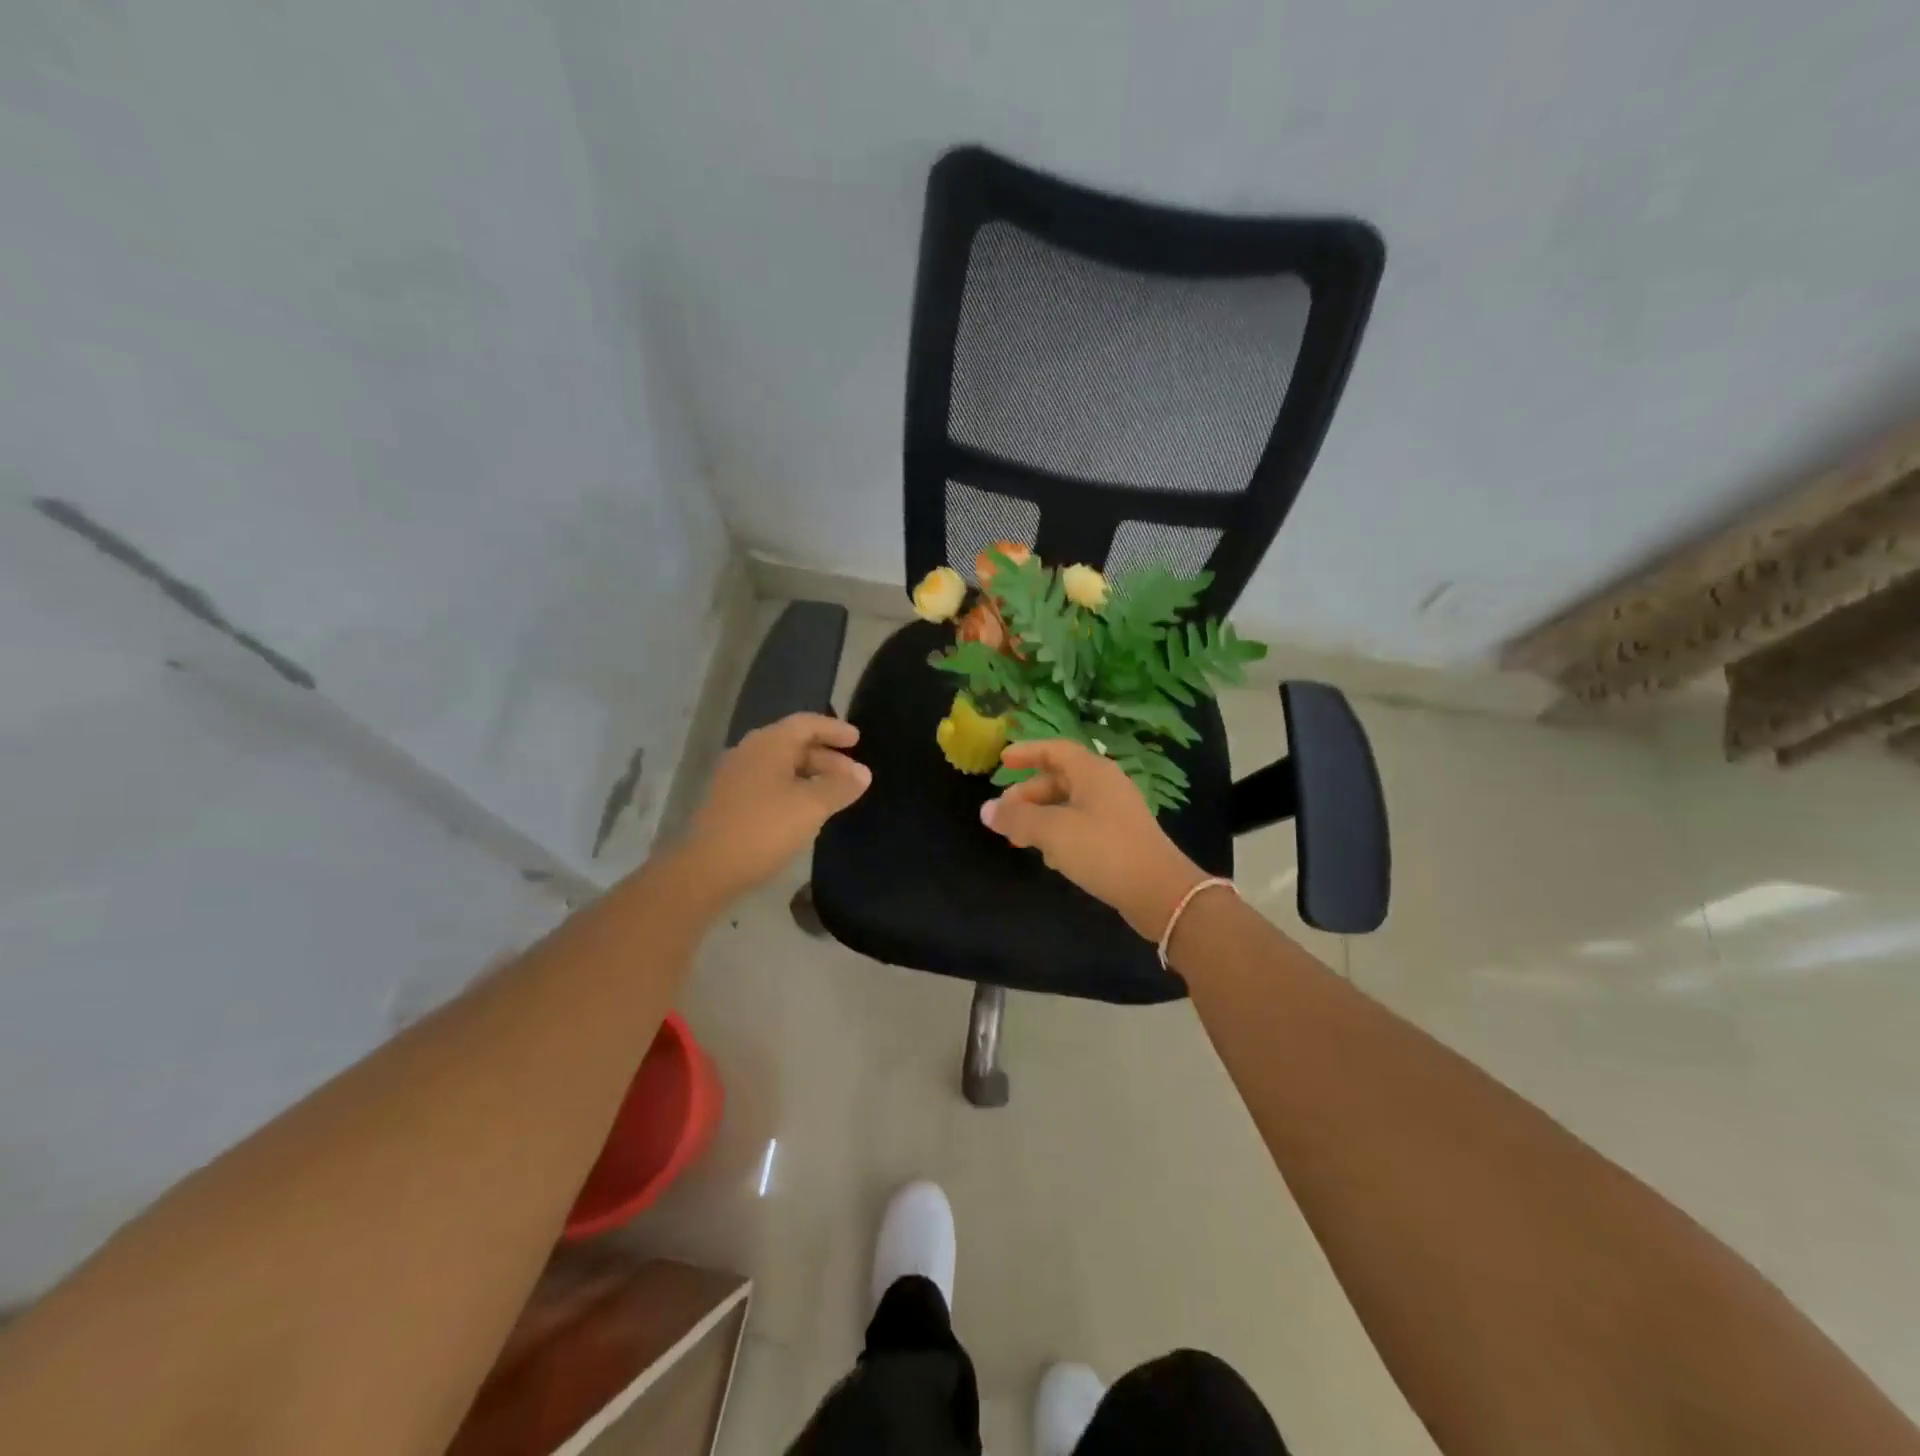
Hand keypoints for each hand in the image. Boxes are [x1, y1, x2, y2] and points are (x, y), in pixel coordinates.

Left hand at [679, 714, 870, 901]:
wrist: (706, 869)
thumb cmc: (764, 829)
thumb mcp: (811, 806)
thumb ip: (840, 786)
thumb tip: (863, 773)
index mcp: (768, 744)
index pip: (806, 723)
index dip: (834, 729)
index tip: (857, 739)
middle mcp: (749, 752)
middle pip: (793, 743)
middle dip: (826, 756)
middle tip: (852, 774)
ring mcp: (735, 777)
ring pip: (780, 766)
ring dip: (810, 774)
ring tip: (834, 794)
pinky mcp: (728, 802)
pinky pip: (768, 783)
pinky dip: (793, 789)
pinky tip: (805, 810)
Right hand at [979, 740, 1207, 940]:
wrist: (1159, 892)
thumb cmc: (1102, 849)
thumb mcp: (1052, 831)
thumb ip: (1017, 818)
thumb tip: (986, 810)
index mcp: (1093, 772)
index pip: (1055, 750)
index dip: (1027, 752)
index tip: (1002, 761)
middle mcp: (1106, 785)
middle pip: (1060, 779)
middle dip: (1029, 794)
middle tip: (1005, 814)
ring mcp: (1116, 813)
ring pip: (1070, 805)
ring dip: (1042, 818)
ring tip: (1020, 840)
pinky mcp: (1121, 839)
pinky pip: (1083, 826)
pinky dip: (1061, 834)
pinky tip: (1051, 858)